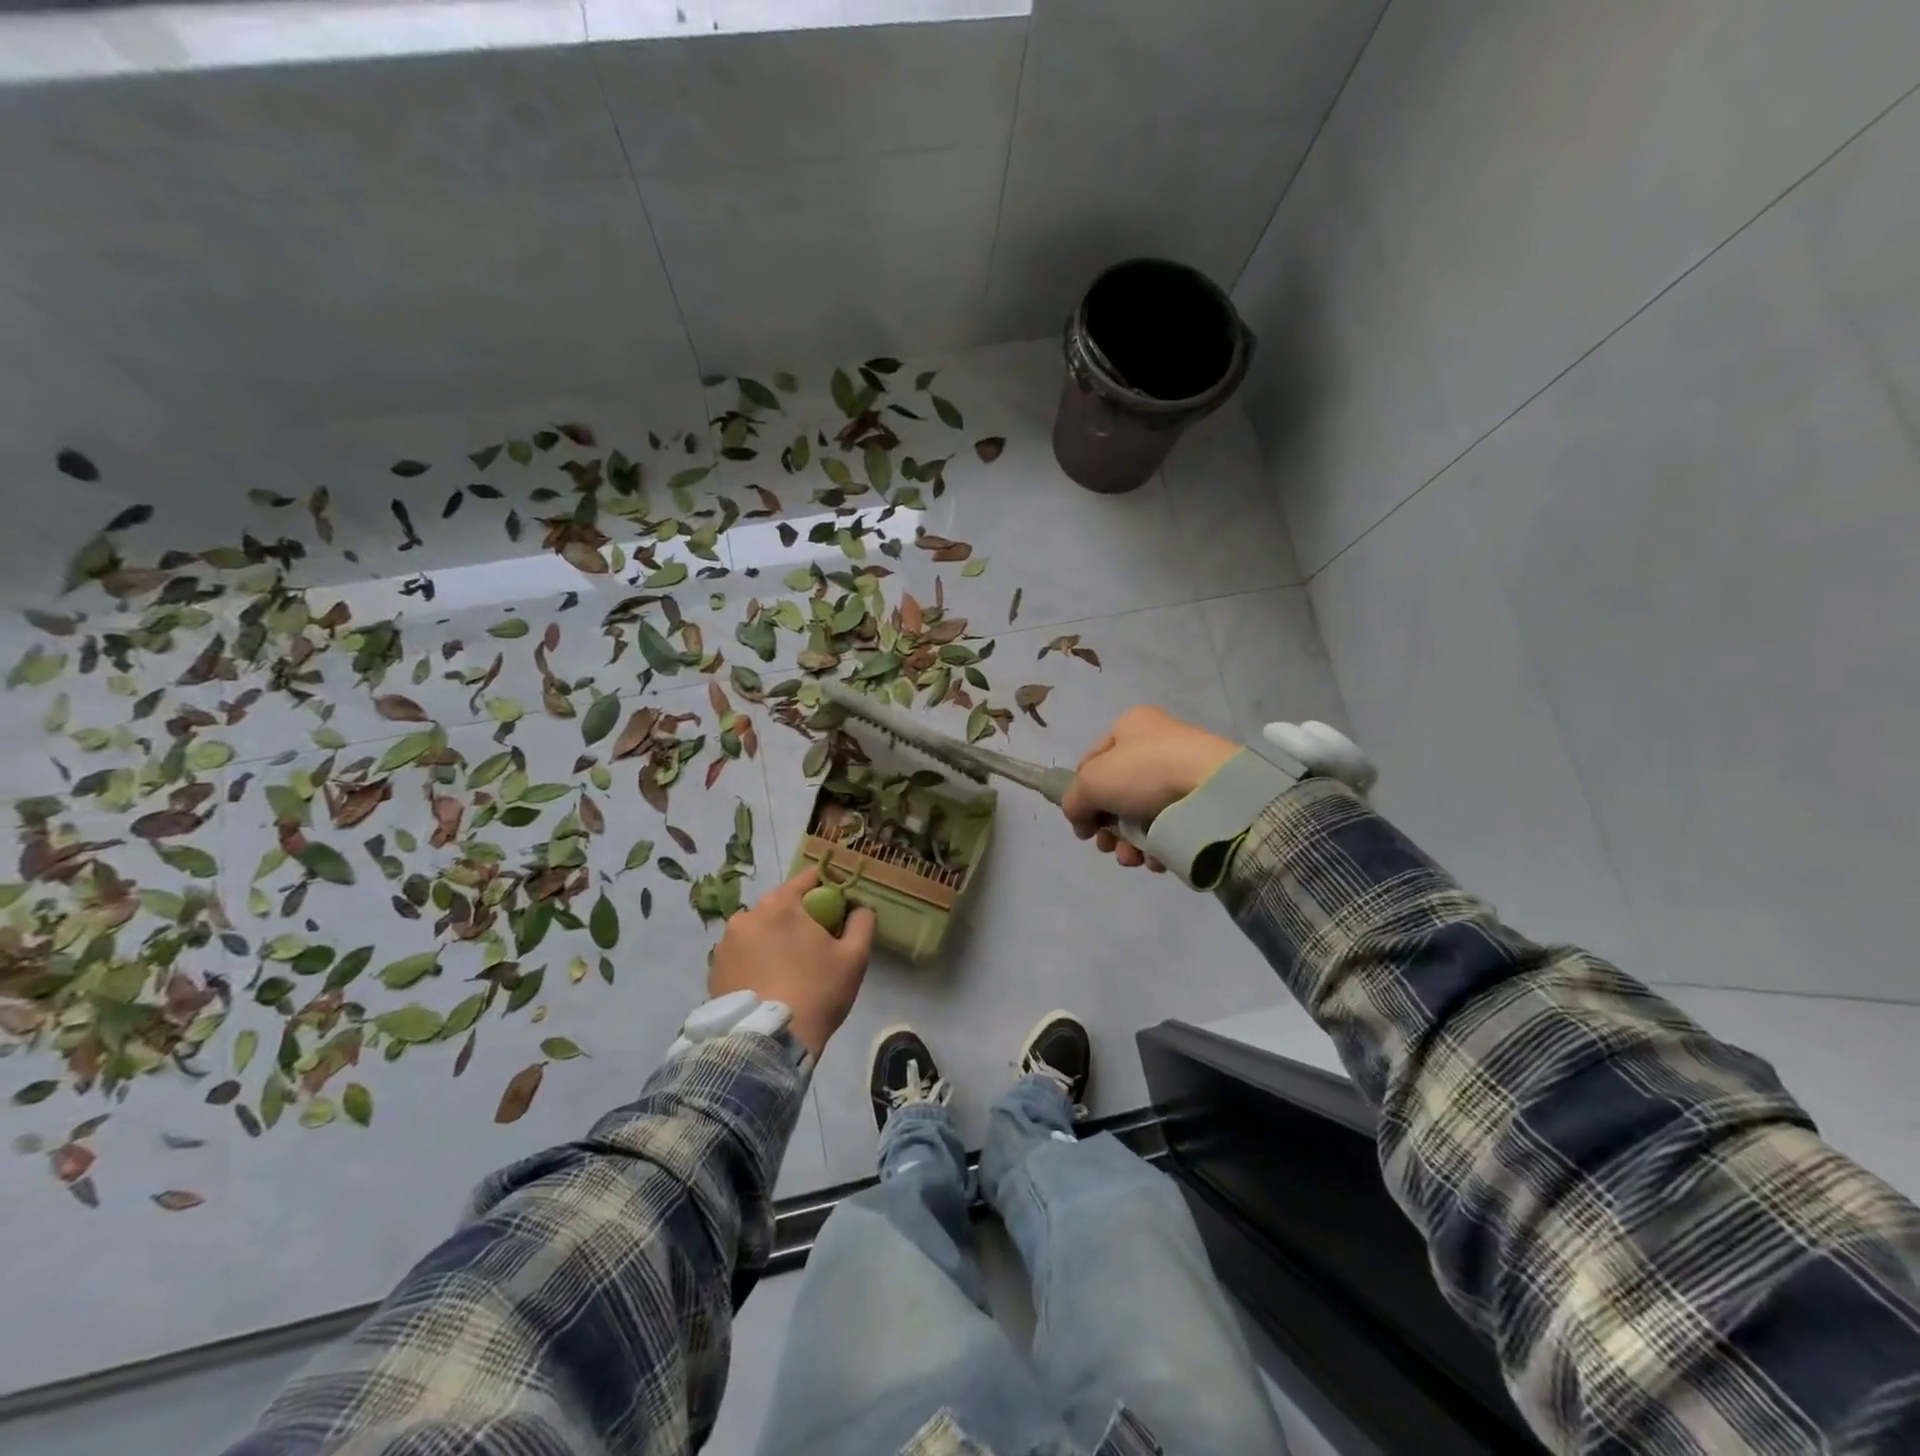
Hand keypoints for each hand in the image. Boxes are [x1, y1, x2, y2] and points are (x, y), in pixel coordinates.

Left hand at [708, 866, 875, 1057]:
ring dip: (775, 938)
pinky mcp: (714, 970)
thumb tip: (860, 908)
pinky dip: (756, 960)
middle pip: (782, 904)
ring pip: (760, 929)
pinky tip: (769, 983)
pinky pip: (743, 953)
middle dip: (800, 916)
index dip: (829, 888)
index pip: (808, 879)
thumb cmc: (817, 992)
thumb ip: (862, 922)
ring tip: (790, 968)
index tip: (841, 907)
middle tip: (818, 943)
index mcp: (781, 904)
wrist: (768, 1043)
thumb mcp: (854, 957)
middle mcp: (748, 915)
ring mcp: (725, 943)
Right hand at [1062, 706, 1238, 869]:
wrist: (1212, 790)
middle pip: (1116, 794)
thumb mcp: (1092, 782)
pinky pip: (1169, 827)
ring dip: (1129, 843)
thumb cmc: (1145, 772)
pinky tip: (1157, 859)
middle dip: (1108, 827)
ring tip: (1133, 858)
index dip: (1081, 793)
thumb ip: (1073, 799)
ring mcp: (1181, 773)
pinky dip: (1158, 846)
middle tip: (1107, 846)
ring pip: (1141, 815)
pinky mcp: (1201, 802)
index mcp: (1131, 726)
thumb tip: (1079, 819)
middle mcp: (1157, 744)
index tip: (1082, 823)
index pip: (1092, 762)